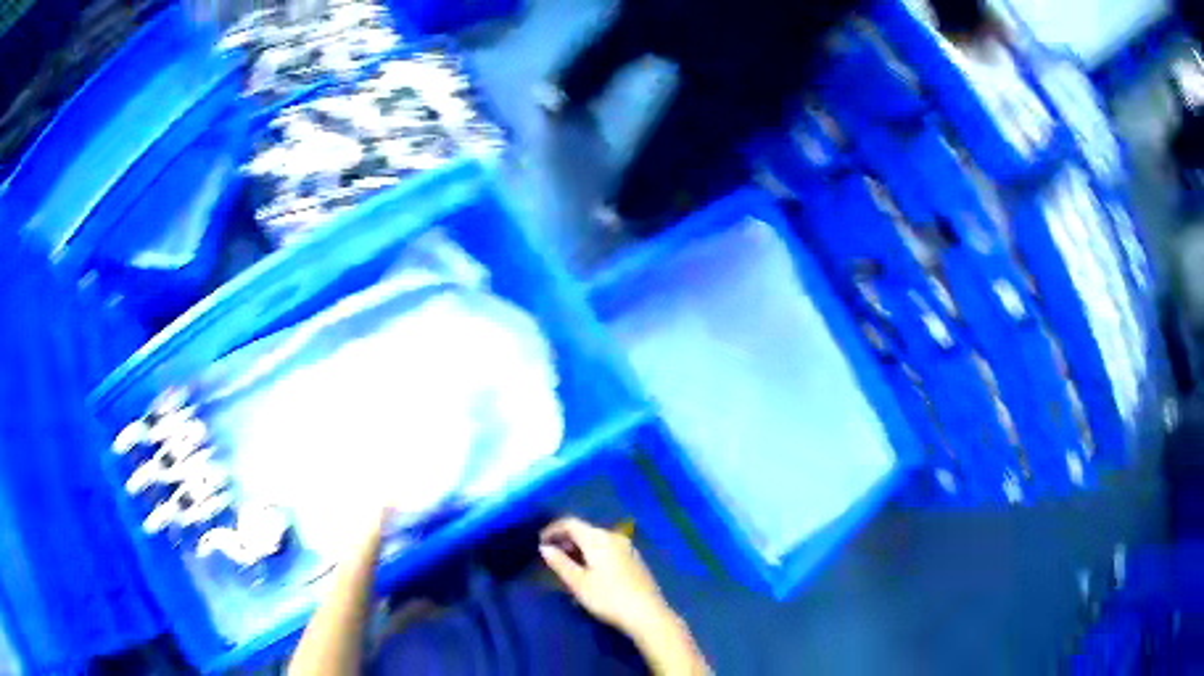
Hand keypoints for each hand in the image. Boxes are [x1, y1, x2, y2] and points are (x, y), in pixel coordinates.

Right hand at [538, 517, 672, 634]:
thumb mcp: (578, 583)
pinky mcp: (635, 560)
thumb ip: (559, 562)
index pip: (570, 523)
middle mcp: (614, 537)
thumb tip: (545, 547)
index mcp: (598, 538)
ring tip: (568, 565)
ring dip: (580, 548)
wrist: (647, 613)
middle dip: (566, 540)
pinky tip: (590, 572)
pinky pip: (609, 550)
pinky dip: (594, 554)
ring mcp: (628, 548)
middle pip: (585, 531)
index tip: (539, 541)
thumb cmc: (608, 598)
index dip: (553, 529)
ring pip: (597, 541)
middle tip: (551, 556)